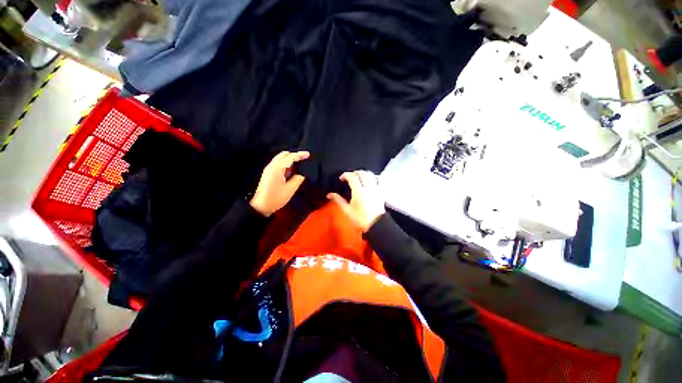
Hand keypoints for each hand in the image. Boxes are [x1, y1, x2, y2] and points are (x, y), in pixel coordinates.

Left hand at [250, 151, 309, 216]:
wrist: (260, 206)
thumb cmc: (275, 198)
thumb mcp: (290, 189)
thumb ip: (298, 179)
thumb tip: (302, 174)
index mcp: (277, 168)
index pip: (290, 157)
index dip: (300, 155)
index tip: (308, 154)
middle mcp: (271, 166)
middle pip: (283, 155)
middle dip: (294, 155)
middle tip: (304, 158)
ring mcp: (269, 169)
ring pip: (280, 159)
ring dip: (290, 159)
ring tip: (300, 163)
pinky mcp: (268, 174)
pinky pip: (278, 164)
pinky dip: (286, 164)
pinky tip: (292, 169)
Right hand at [327, 170, 385, 231]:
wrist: (376, 224)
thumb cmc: (360, 219)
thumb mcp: (347, 210)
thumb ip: (338, 200)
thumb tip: (329, 194)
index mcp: (358, 192)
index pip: (352, 177)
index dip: (346, 175)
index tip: (341, 178)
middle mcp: (368, 187)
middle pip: (362, 173)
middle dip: (355, 172)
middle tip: (349, 176)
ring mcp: (376, 188)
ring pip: (370, 174)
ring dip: (364, 173)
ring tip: (359, 177)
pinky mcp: (381, 191)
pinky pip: (378, 179)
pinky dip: (372, 177)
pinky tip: (369, 180)